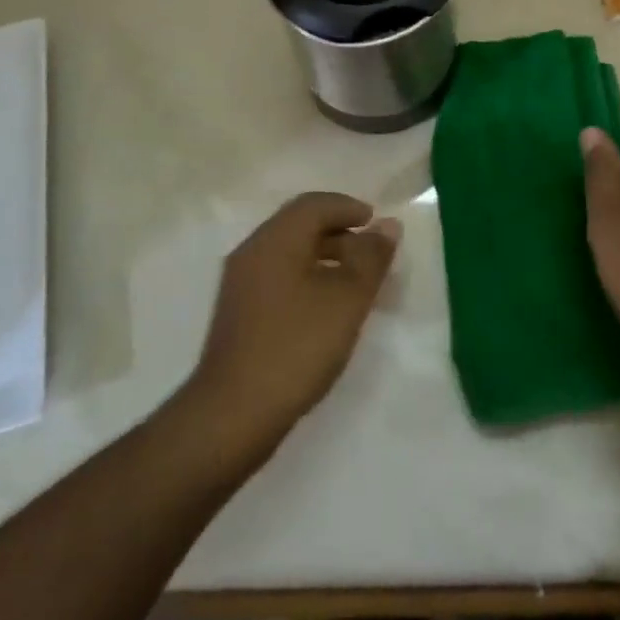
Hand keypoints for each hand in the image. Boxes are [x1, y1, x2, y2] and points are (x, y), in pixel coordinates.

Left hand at [186, 192, 399, 461]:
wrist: (232, 415)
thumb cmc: (295, 347)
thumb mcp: (346, 300)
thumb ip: (371, 258)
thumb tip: (387, 225)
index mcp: (275, 239)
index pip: (314, 204)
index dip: (348, 207)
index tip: (376, 224)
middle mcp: (253, 251)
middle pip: (300, 225)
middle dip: (339, 232)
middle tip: (371, 253)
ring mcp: (241, 283)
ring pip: (289, 252)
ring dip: (325, 256)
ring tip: (355, 283)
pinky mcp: (238, 313)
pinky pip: (279, 276)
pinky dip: (307, 277)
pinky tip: (325, 308)